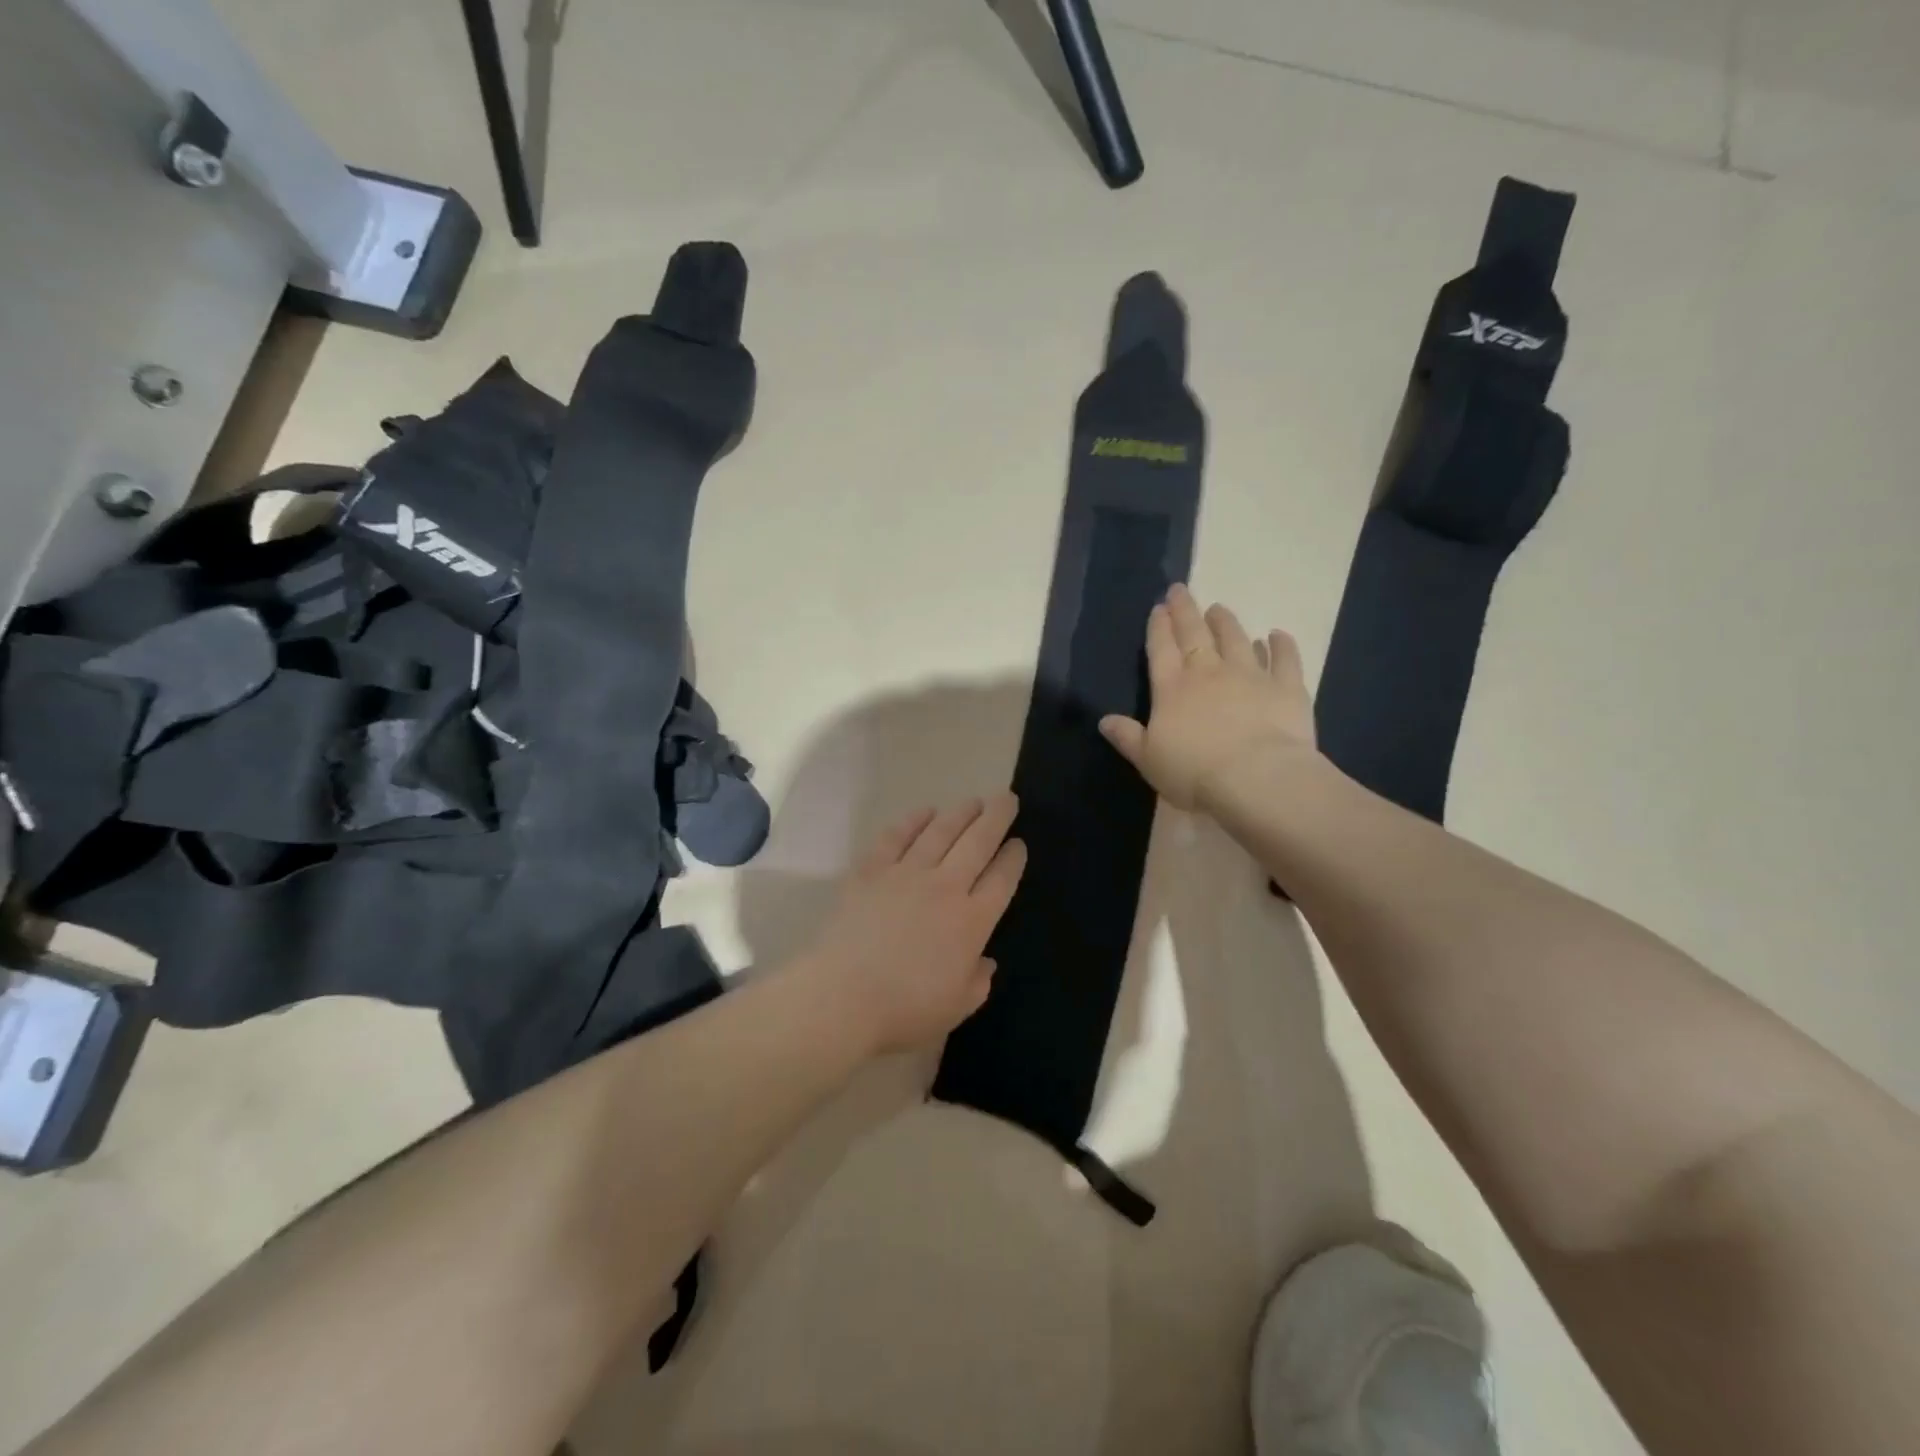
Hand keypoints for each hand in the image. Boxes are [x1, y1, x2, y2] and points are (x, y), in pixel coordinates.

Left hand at [798, 794, 1026, 1055]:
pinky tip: (925, 811)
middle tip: (1006, 798)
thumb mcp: (956, 1008)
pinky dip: (913, 820)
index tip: (1019, 843)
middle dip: (996, 818)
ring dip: (961, 813)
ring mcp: (907, 873)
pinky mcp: (872, 870)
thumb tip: (985, 961)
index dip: (1013, 858)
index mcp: (972, 921)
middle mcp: (946, 886)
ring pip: (941, 831)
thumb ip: (978, 981)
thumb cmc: (904, 1009)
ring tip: (973, 801)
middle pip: (978, 842)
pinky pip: (896, 836)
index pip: (1002, 879)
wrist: (843, 995)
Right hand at [1100, 584, 1315, 810]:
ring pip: (1236, 639)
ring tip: (1219, 609)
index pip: (1161, 649)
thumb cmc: (1194, 773)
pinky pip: (1285, 659)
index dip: (1158, 627)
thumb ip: (1128, 737)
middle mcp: (1208, 672)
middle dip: (1185, 611)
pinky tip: (1277, 635)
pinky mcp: (1286, 687)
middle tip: (1180, 590)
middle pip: (1194, 634)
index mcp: (1171, 689)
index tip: (1158, 608)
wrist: (1256, 778)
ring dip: (1226, 622)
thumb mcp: (1148, 760)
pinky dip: (1281, 645)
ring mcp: (1250, 675)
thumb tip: (1104, 720)